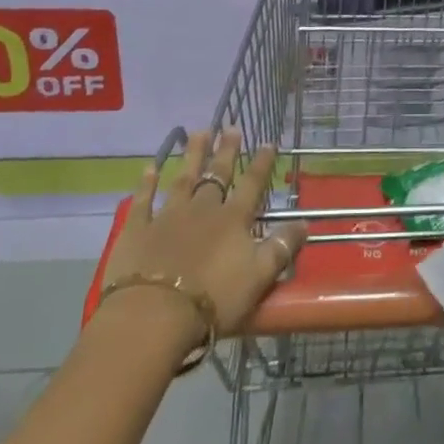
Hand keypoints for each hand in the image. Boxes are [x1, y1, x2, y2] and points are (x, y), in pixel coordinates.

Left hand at [98, 128, 306, 340]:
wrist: (154, 315)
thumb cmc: (213, 299)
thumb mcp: (258, 277)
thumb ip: (281, 248)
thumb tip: (305, 223)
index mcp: (233, 220)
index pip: (252, 184)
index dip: (262, 164)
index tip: (269, 142)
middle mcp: (202, 209)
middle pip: (217, 175)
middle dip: (226, 152)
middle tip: (231, 128)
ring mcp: (167, 216)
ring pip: (183, 179)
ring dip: (193, 155)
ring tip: (199, 132)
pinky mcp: (137, 231)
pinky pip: (143, 201)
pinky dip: (146, 184)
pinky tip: (149, 167)